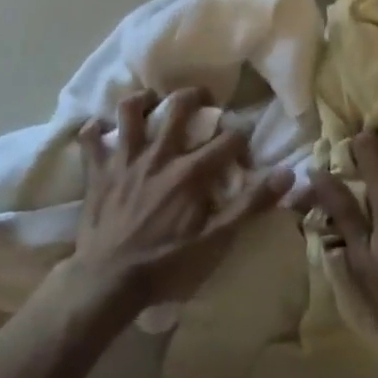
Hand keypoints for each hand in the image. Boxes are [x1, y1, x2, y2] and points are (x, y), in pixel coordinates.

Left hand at [56, 88, 293, 312]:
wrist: (108, 281)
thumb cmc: (166, 265)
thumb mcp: (216, 242)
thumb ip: (250, 205)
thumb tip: (287, 174)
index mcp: (190, 172)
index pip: (227, 140)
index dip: (241, 138)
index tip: (243, 148)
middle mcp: (159, 155)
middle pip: (178, 107)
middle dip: (195, 96)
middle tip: (202, 99)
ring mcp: (124, 159)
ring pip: (130, 111)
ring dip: (141, 100)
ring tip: (150, 101)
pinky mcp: (97, 171)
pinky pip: (91, 139)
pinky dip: (95, 129)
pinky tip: (102, 128)